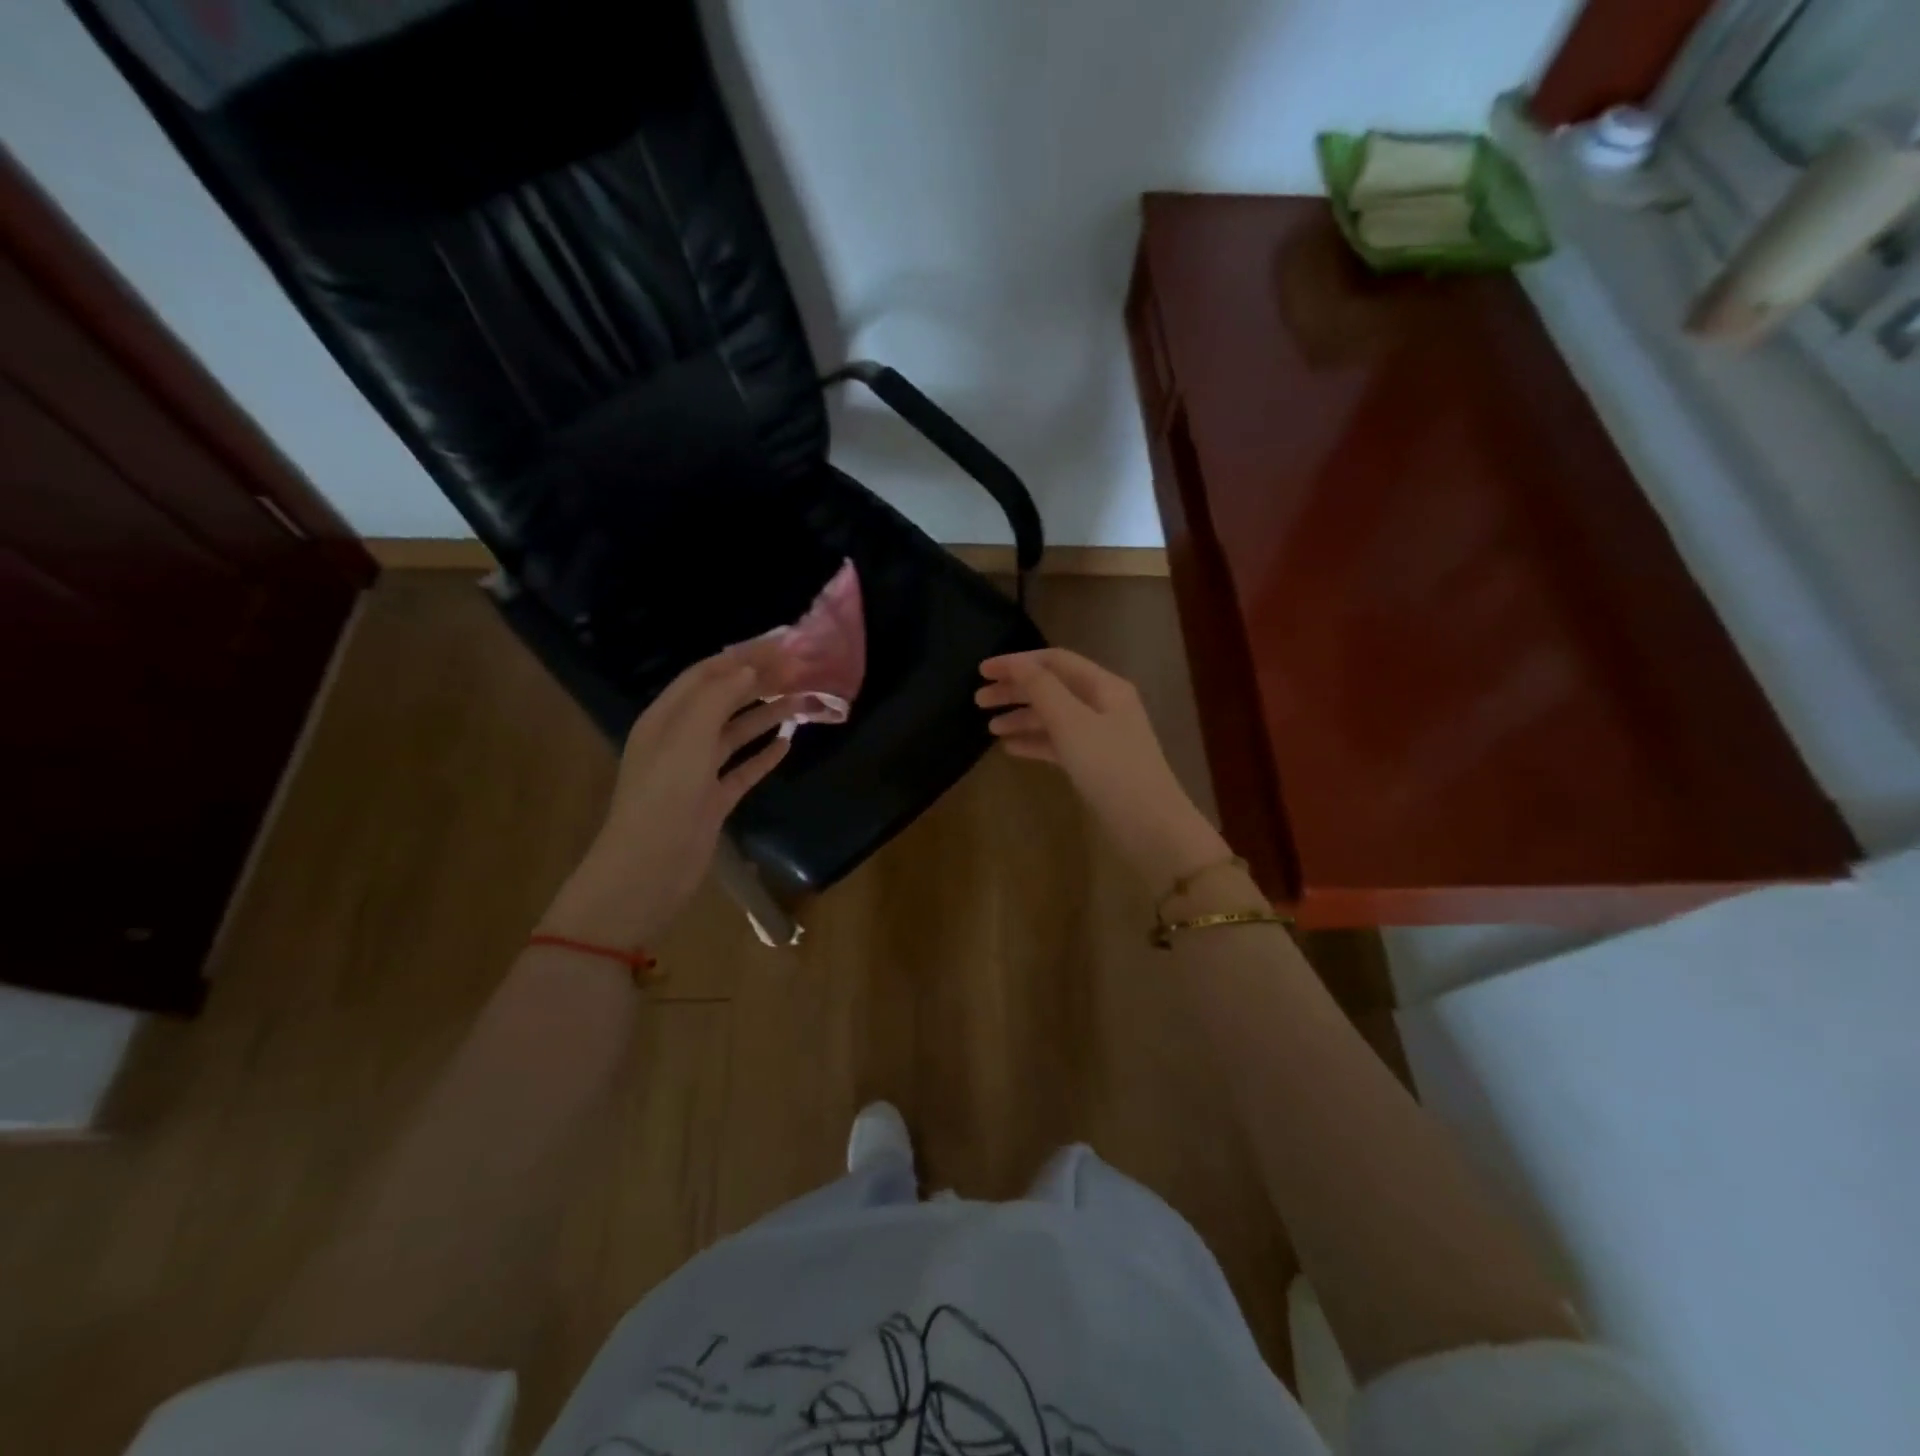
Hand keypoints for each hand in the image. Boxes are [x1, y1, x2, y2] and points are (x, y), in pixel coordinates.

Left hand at [540, 654, 790, 947]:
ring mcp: (697, 772)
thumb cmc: (665, 798)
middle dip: (758, 682)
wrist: (648, 870)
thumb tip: (748, 668)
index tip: (782, 645)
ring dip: (766, 715)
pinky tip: (787, 744)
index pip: (706, 674)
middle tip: (800, 671)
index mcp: (666, 718)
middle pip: (723, 700)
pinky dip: (763, 755)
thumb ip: (717, 698)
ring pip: (736, 733)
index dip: (743, 656)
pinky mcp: (712, 801)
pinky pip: (742, 770)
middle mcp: (680, 739)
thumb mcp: (688, 738)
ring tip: (802, 702)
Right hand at [977, 648, 1230, 888]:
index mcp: (1104, 687)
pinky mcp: (1095, 763)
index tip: (981, 672)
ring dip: (1021, 718)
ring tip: (990, 729)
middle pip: (1052, 688)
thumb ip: (1041, 689)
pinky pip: (1059, 743)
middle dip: (1015, 691)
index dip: (1017, 662)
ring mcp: (1100, 736)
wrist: (1149, 824)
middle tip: (978, 701)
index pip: (1054, 662)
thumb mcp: (1071, 723)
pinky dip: (1035, 742)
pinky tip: (1011, 749)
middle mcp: (1104, 705)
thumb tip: (1016, 664)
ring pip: (1053, 717)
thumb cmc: (1110, 767)